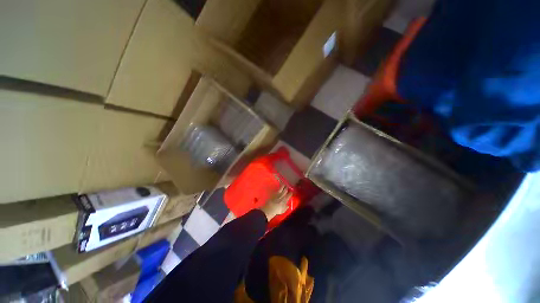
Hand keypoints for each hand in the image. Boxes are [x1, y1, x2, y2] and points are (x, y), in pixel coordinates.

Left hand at [259, 184, 291, 220]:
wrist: (270, 208)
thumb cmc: (277, 210)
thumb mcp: (283, 210)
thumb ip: (286, 207)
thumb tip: (287, 206)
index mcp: (285, 199)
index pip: (289, 194)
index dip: (291, 192)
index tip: (291, 192)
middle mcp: (282, 195)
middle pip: (285, 190)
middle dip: (287, 188)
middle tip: (287, 186)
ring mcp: (277, 193)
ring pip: (281, 188)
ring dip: (283, 186)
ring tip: (284, 184)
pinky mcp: (273, 193)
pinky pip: (276, 189)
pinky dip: (278, 188)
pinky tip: (278, 187)